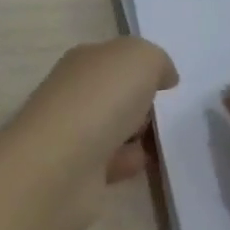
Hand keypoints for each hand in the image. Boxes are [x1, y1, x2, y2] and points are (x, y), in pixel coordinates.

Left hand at [0, 37, 177, 229]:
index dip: (141, 67)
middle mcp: (72, 94)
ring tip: (160, 140)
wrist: (62, 164)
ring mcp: (72, 133)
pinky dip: (128, 162)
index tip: (167, 83)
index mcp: (82, 62)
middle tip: (165, 113)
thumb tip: (164, 77)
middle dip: (141, 103)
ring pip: (114, 128)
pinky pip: (112, 162)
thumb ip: (156, 61)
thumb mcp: (140, 59)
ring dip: (137, 135)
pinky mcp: (77, 170)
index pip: (113, 59)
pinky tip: (142, 164)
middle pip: (114, 94)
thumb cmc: (100, 100)